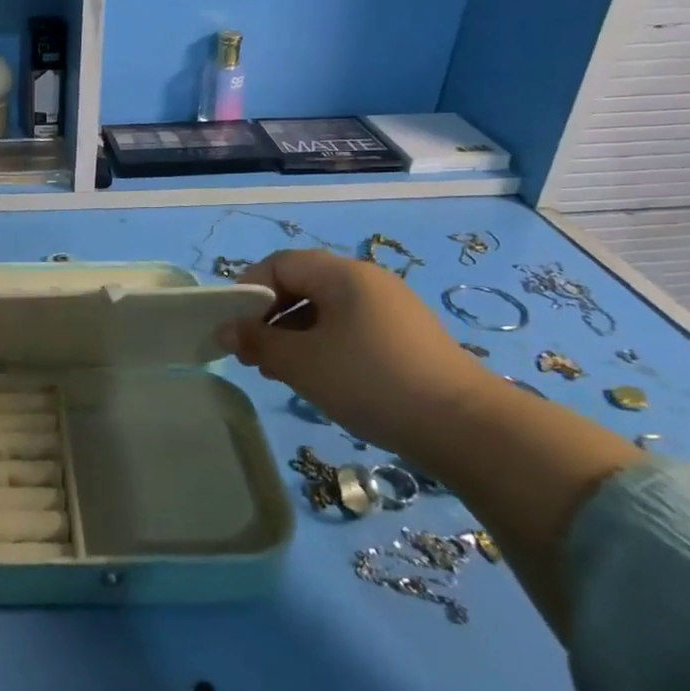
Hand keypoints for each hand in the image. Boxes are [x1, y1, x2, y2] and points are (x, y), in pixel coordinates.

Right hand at [219, 249, 492, 450]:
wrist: (463, 425)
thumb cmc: (369, 381)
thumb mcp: (302, 363)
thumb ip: (257, 341)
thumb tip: (226, 329)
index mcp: (342, 274)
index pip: (280, 264)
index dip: (249, 290)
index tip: (233, 327)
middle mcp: (367, 280)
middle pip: (303, 284)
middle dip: (270, 316)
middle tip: (252, 354)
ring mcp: (391, 308)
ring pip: (326, 309)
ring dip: (294, 334)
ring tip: (278, 371)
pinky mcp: (406, 336)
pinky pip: (350, 327)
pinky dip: (324, 344)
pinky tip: (318, 377)